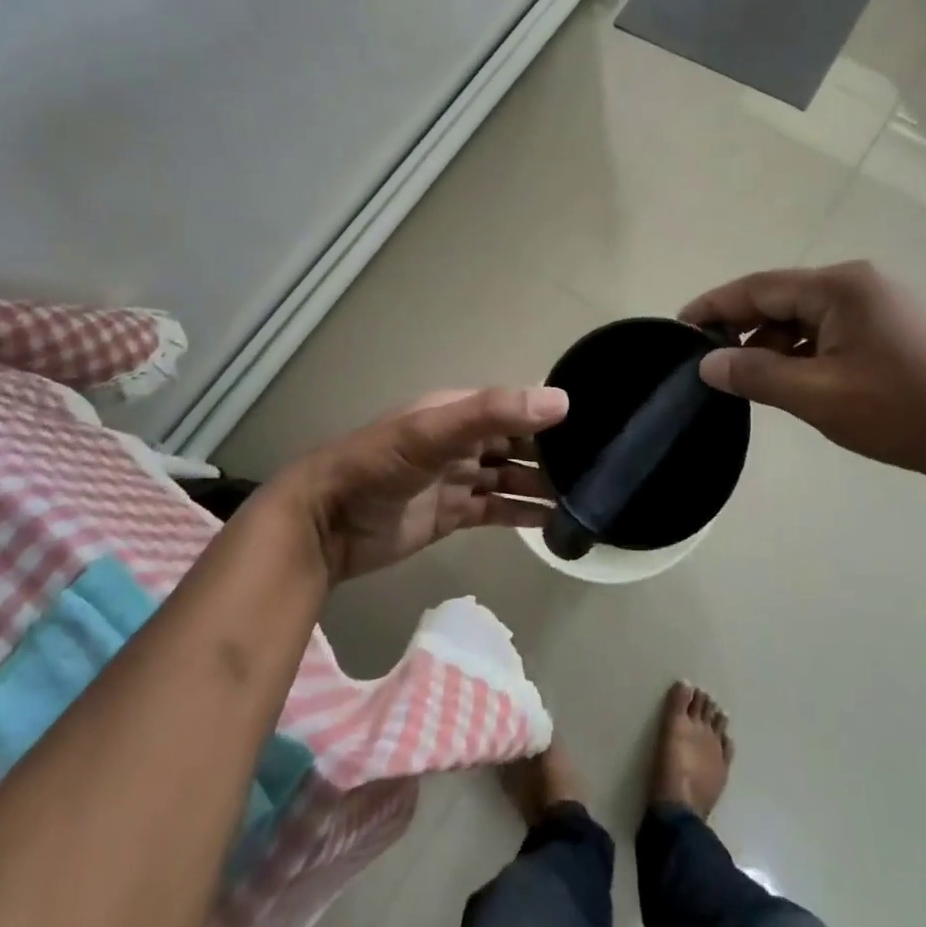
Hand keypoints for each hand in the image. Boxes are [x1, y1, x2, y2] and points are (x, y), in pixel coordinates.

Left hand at [272, 386, 568, 582]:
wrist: (325, 526)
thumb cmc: (377, 467)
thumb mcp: (433, 432)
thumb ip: (492, 413)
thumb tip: (560, 400)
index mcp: (458, 412)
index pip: (516, 405)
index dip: (550, 413)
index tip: (597, 424)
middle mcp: (462, 441)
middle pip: (517, 443)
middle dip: (553, 453)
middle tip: (600, 468)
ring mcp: (457, 479)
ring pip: (510, 477)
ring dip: (542, 486)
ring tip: (585, 498)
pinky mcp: (452, 515)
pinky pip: (496, 509)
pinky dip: (523, 515)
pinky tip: (554, 522)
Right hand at [681, 263, 925, 488]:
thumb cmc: (907, 410)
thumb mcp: (821, 396)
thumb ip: (758, 375)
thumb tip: (708, 362)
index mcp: (838, 288)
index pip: (758, 288)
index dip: (715, 306)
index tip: (679, 326)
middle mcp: (856, 284)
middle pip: (781, 299)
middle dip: (743, 328)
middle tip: (710, 363)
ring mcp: (877, 304)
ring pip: (804, 318)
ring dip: (774, 345)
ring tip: (751, 382)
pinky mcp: (891, 328)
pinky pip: (829, 331)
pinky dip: (803, 352)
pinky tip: (795, 382)